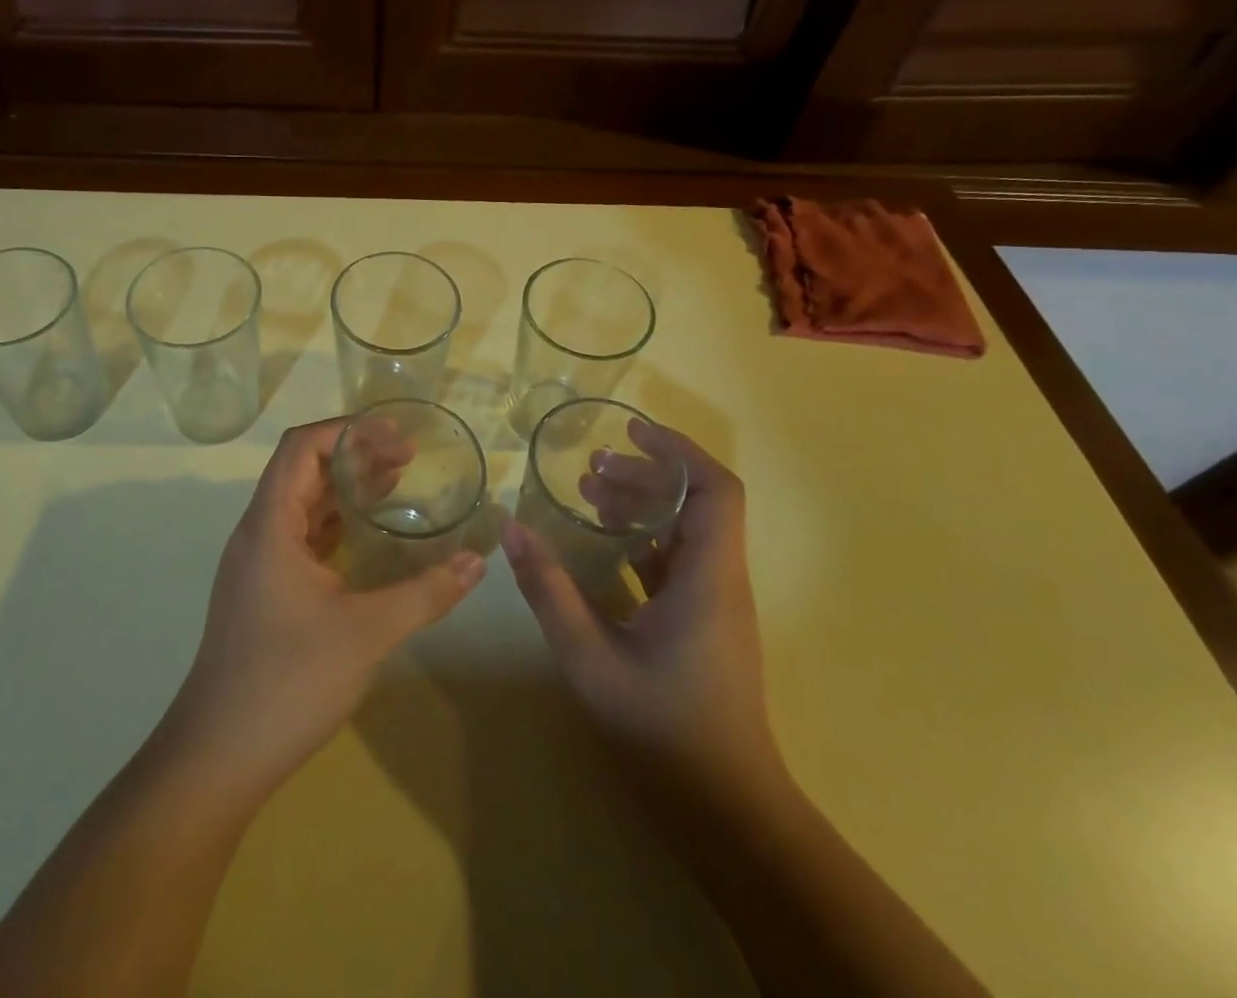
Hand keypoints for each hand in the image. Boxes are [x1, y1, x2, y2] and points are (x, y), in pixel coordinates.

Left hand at [165, 418, 486, 800]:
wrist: (219, 755)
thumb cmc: (287, 682)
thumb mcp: (366, 633)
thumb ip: (425, 593)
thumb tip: (478, 562)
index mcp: (270, 524)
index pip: (301, 448)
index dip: (347, 430)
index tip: (395, 435)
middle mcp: (258, 532)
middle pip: (303, 470)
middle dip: (354, 455)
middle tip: (408, 458)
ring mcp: (258, 563)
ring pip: (303, 504)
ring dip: (346, 489)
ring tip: (397, 484)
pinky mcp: (265, 590)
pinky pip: (302, 536)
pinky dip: (337, 524)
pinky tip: (370, 537)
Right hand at [502, 420, 779, 804]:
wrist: (726, 808)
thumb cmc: (662, 727)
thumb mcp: (590, 656)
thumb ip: (549, 589)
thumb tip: (510, 527)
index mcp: (708, 576)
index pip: (715, 489)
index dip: (678, 450)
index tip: (631, 429)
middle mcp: (720, 579)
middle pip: (696, 502)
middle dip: (644, 474)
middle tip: (590, 467)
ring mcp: (715, 603)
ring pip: (687, 530)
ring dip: (642, 504)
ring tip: (589, 493)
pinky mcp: (704, 623)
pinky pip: (678, 560)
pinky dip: (643, 538)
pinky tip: (602, 544)